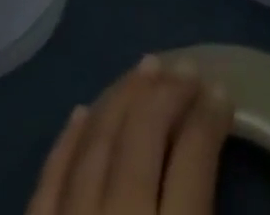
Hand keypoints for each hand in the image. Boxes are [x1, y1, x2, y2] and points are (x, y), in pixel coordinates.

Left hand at [27, 55, 233, 214]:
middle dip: (167, 93)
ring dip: (121, 99)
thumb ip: (205, 209)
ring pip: (96, 144)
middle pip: (143, 137)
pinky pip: (48, 181)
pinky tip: (81, 113)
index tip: (222, 90)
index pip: (195, 158)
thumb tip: (209, 160)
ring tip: (145, 68)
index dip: (210, 117)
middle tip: (187, 68)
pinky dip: (66, 143)